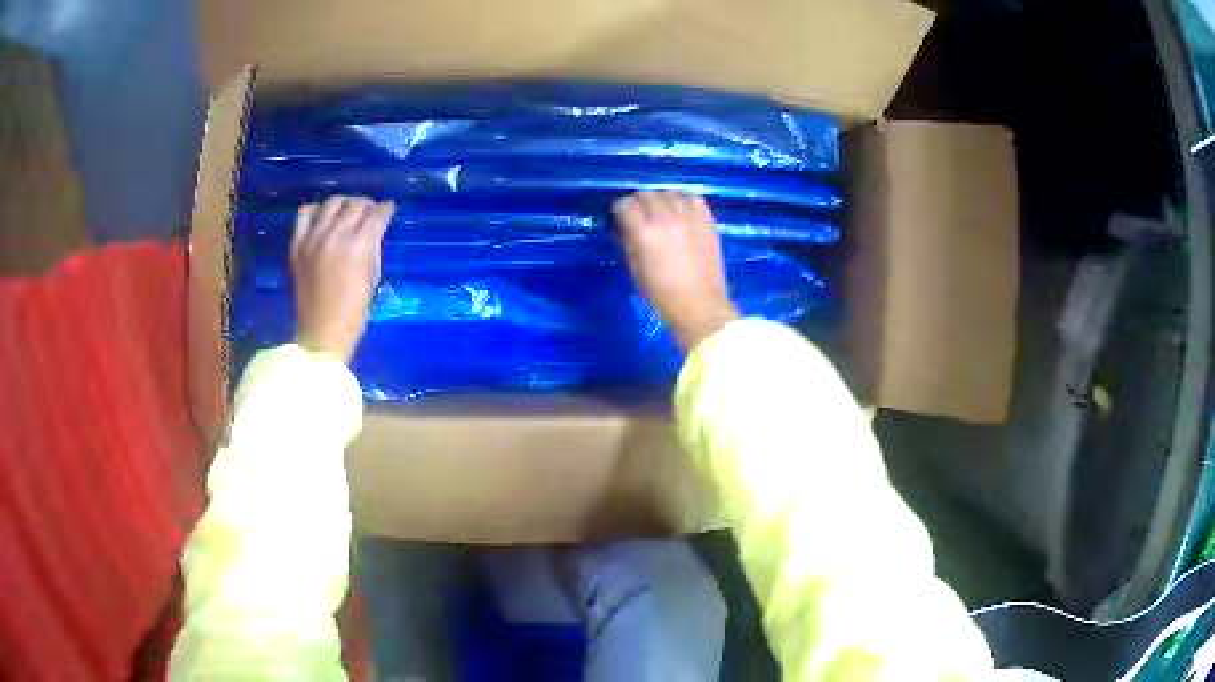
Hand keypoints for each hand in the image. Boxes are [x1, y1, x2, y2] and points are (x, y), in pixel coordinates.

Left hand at [291, 196, 395, 362]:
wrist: (322, 331)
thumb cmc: (354, 311)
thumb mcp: (373, 277)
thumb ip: (373, 247)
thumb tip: (373, 230)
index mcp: (359, 245)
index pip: (377, 214)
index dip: (386, 209)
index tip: (389, 209)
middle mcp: (336, 235)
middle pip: (355, 204)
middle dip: (367, 206)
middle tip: (370, 213)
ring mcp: (314, 238)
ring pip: (332, 203)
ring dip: (344, 204)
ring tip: (347, 212)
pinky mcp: (298, 245)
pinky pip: (305, 214)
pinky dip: (316, 210)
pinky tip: (322, 218)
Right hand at [614, 191, 738, 351]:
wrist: (700, 305)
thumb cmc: (662, 294)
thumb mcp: (635, 270)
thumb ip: (628, 243)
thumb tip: (623, 228)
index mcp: (645, 233)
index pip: (626, 205)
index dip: (620, 209)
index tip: (620, 216)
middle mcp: (667, 219)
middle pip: (648, 194)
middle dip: (639, 201)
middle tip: (639, 213)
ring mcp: (690, 218)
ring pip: (671, 192)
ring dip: (662, 197)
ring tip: (661, 209)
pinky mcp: (707, 222)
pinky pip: (694, 199)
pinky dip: (684, 199)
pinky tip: (681, 209)